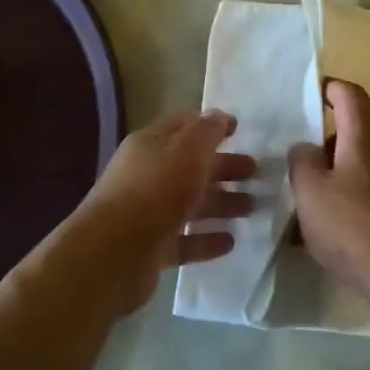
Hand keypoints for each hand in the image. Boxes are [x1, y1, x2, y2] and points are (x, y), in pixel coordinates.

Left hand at [72, 109, 255, 314]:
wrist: (113, 253)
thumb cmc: (156, 189)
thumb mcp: (188, 149)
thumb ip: (208, 130)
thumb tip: (221, 116)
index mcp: (151, 145)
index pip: (184, 126)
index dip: (211, 125)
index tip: (240, 130)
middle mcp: (147, 175)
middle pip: (192, 166)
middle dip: (224, 167)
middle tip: (255, 172)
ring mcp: (148, 213)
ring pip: (191, 203)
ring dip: (222, 203)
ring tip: (252, 208)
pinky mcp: (151, 248)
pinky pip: (185, 240)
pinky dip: (207, 239)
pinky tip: (230, 241)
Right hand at [288, 81, 369, 318]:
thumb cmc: (357, 230)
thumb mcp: (311, 195)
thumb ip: (302, 162)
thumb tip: (307, 146)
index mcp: (368, 137)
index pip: (350, 94)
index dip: (331, 89)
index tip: (314, 95)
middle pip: (358, 134)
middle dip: (329, 149)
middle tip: (303, 177)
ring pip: (369, 168)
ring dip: (343, 182)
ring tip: (317, 217)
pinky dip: (362, 205)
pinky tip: (346, 238)